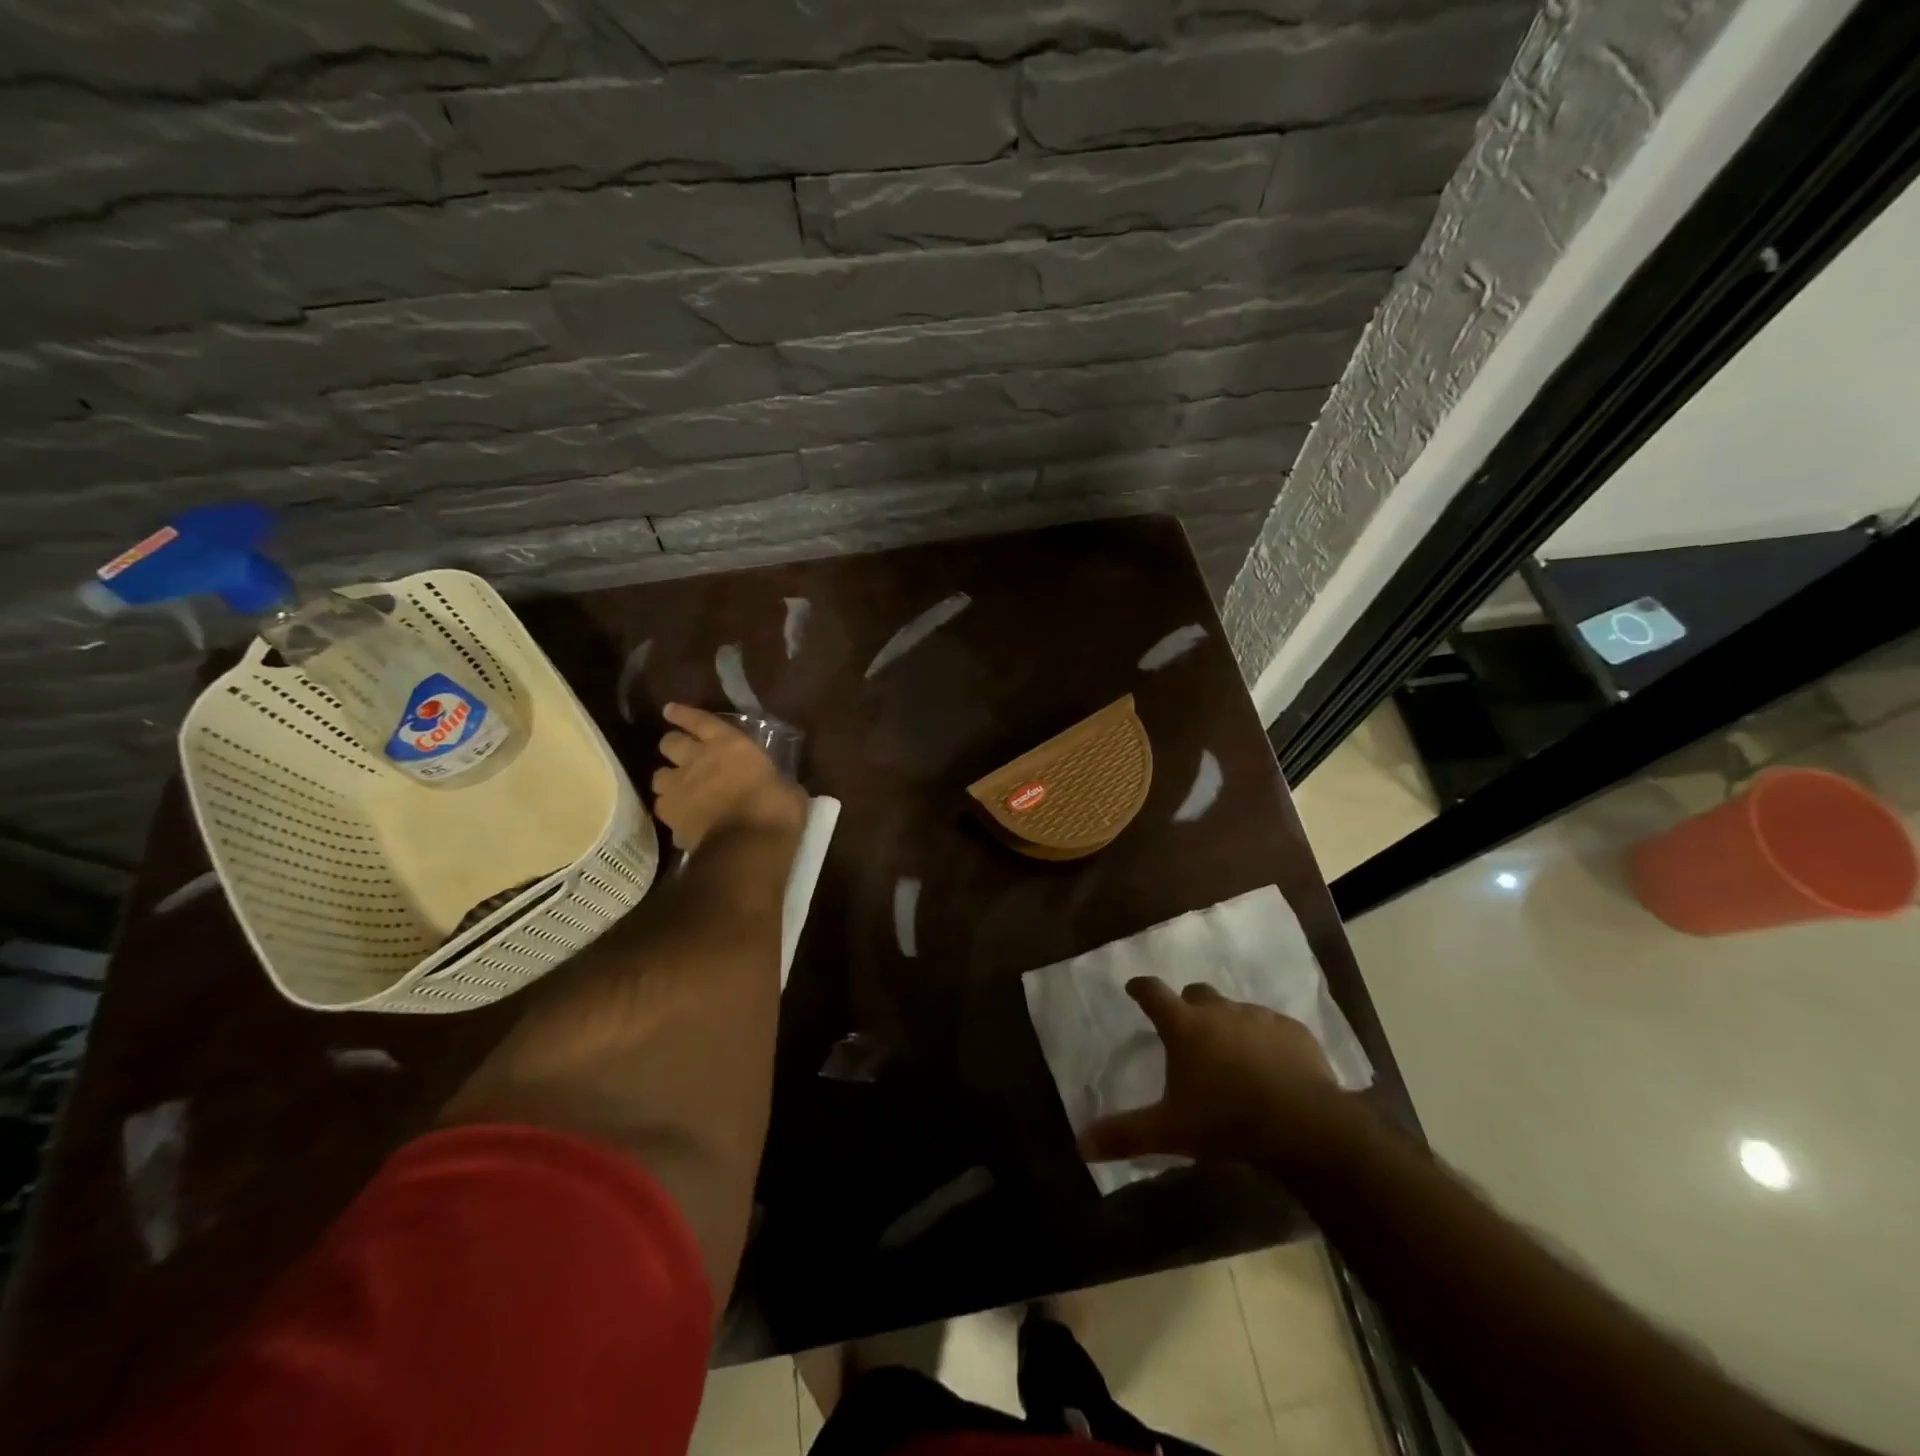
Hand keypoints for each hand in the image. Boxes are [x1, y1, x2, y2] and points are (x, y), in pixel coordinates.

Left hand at [651, 704, 804, 852]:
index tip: (670, 710)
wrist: (748, 846)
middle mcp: (698, 759)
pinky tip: (679, 815)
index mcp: (730, 745)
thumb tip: (779, 785)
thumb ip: (774, 780)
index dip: (684, 714)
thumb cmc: (776, 811)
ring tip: (677, 788)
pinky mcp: (670, 815)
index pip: (700, 720)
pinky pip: (662, 806)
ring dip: (668, 779)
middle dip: (674, 747)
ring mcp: (680, 787)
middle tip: (682, 755)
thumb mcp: (787, 788)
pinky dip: (669, 809)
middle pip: (670, 743)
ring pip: (658, 775)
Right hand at [1078, 978, 1356, 1167]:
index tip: (1134, 988)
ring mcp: (1259, 1018)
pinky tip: (1272, 1067)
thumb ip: (1125, 1134)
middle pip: (1196, 994)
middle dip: (1188, 1007)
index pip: (1152, 992)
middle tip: (1187, 1032)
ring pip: (1235, 1010)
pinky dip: (1265, 1040)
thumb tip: (1081, 1144)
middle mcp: (1219, 1010)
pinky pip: (1273, 1027)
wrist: (1305, 1126)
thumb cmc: (1227, 1122)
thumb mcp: (1170, 1132)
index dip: (1140, 988)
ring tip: (1232, 1056)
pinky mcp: (1294, 1032)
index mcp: (1184, 1025)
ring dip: (1228, 1024)